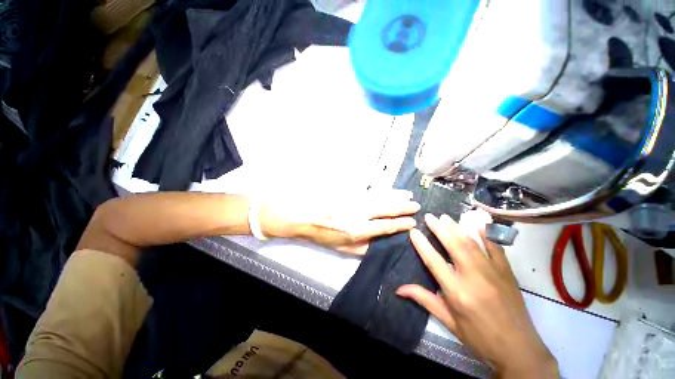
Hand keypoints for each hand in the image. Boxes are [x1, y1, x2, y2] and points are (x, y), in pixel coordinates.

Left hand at [260, 190, 419, 253]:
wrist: (302, 214)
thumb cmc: (320, 233)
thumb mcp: (339, 247)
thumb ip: (360, 248)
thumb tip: (377, 245)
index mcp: (358, 230)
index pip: (385, 226)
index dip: (400, 224)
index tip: (412, 222)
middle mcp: (359, 213)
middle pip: (386, 208)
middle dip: (403, 207)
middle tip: (416, 205)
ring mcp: (355, 200)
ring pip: (380, 197)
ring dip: (395, 196)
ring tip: (408, 195)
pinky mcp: (349, 192)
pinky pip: (370, 191)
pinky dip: (382, 191)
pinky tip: (388, 190)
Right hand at [397, 214, 557, 377]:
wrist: (519, 350)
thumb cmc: (479, 338)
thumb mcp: (449, 322)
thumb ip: (424, 300)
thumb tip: (399, 289)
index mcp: (457, 292)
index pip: (434, 261)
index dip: (421, 244)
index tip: (413, 231)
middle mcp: (474, 278)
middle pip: (453, 246)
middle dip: (439, 228)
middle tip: (429, 216)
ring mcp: (493, 273)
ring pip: (472, 243)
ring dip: (456, 228)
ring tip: (445, 217)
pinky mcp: (508, 273)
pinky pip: (497, 249)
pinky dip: (487, 235)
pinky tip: (479, 225)